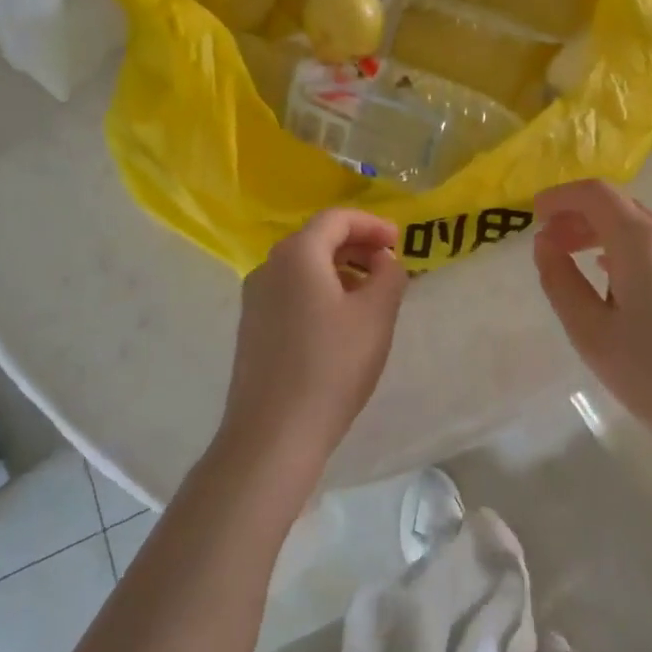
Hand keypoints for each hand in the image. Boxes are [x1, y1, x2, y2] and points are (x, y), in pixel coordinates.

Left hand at [219, 210, 408, 485]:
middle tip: (389, 265)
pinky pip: (291, 292)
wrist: (273, 433)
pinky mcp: (253, 328)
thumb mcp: (376, 315)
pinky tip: (341, 322)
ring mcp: (255, 299)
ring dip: (340, 270)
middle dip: (357, 246)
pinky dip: (321, 292)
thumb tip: (384, 261)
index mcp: (297, 254)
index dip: (372, 224)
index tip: (399, 241)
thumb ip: (389, 276)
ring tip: (371, 295)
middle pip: (317, 239)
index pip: (336, 219)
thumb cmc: (331, 365)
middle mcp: (269, 268)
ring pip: (304, 268)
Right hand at [532, 180, 651, 462]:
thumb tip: (545, 244)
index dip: (560, 197)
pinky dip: (623, 249)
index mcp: (641, 242)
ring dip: (600, 233)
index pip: (595, 194)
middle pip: (617, 206)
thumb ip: (561, 281)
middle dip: (576, 217)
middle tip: (546, 244)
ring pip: (638, 226)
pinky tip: (611, 280)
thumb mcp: (592, 333)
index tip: (533, 215)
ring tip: (572, 260)